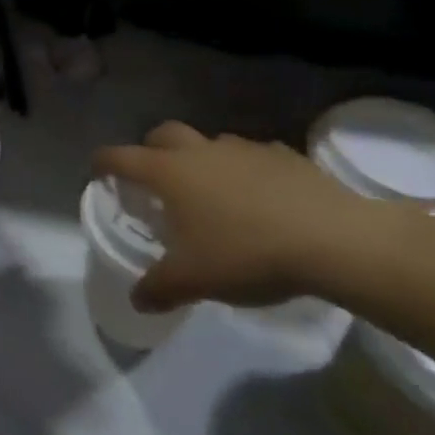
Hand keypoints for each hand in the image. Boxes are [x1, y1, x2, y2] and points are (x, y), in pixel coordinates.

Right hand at [93, 122, 408, 312]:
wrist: (337, 241)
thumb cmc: (249, 253)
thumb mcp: (195, 280)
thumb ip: (159, 288)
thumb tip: (137, 300)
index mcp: (169, 172)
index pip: (120, 156)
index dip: (103, 163)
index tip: (97, 172)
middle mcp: (200, 151)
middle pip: (162, 134)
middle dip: (150, 149)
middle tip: (155, 179)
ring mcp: (244, 149)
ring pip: (210, 143)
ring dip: (202, 160)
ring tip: (213, 194)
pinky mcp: (285, 156)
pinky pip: (254, 157)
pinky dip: (247, 171)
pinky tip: (262, 199)